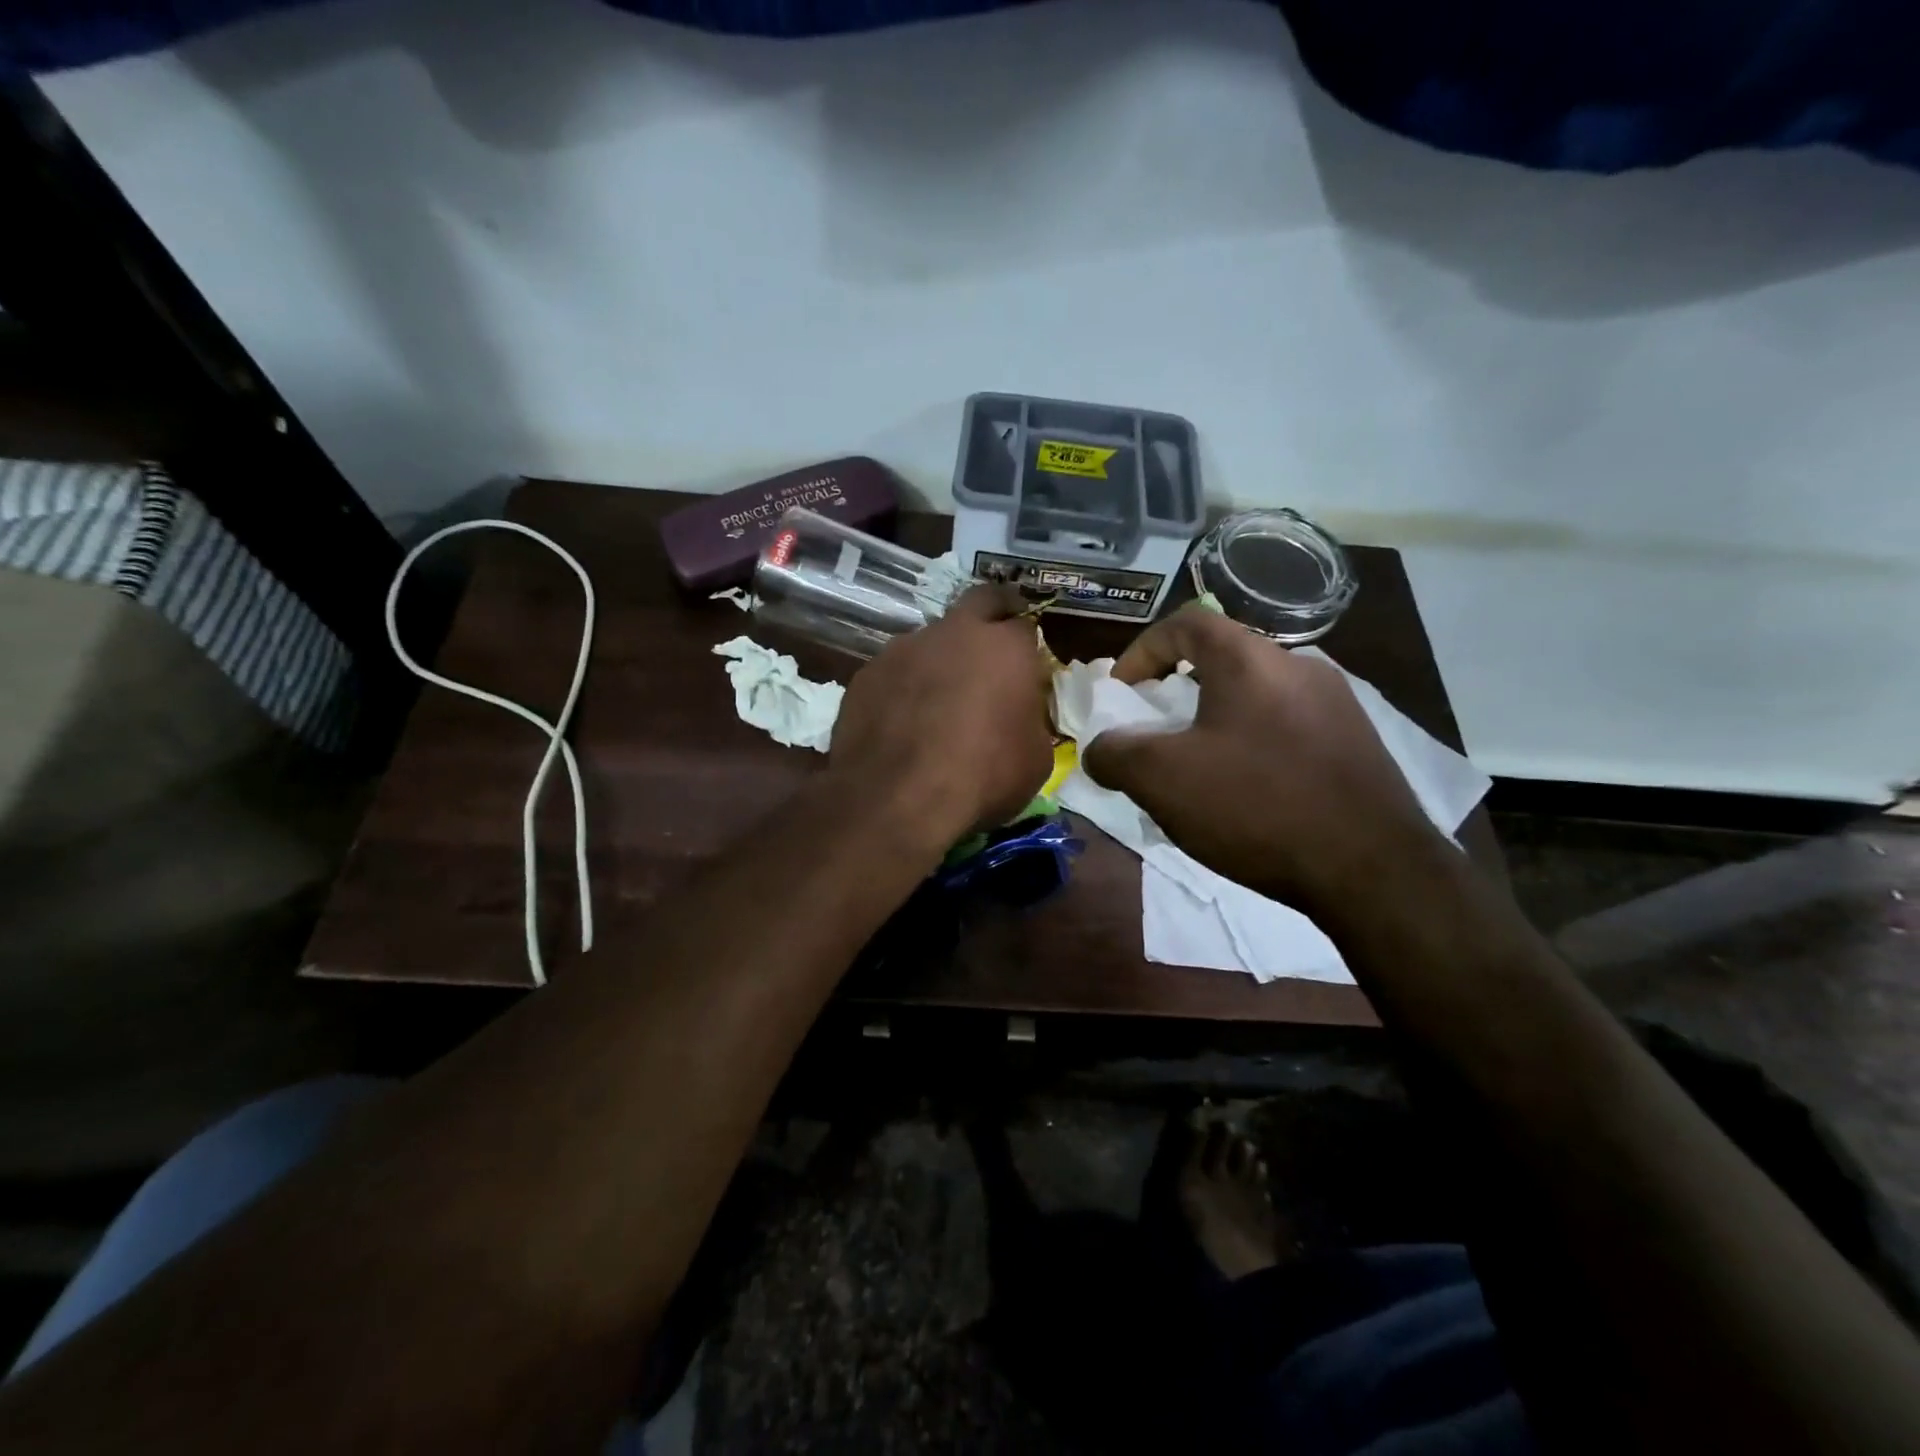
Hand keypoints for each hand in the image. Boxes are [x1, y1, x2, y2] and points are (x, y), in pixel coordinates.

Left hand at [831, 584, 1054, 839]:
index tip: (1027, 667)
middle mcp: (954, 632)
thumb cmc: (982, 778)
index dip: (1028, 646)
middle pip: (979, 601)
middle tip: (992, 647)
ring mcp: (904, 648)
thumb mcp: (1035, 759)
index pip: (1025, 625)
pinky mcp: (866, 673)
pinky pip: (894, 671)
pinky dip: (903, 687)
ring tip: (937, 700)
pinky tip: (901, 720)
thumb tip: (1020, 712)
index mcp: (1005, 647)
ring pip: (930, 639)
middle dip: (990, 616)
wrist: (898, 798)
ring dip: (939, 658)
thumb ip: (1030, 719)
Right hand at [1081, 606, 1449, 918]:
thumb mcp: (1161, 779)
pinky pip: (1287, 727)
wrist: (1373, 869)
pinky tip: (1248, 794)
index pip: (1185, 622)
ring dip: (1215, 722)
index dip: (1142, 650)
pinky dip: (1253, 745)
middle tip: (1156, 735)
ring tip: (1198, 772)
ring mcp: (1336, 704)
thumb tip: (1101, 750)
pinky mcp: (1358, 743)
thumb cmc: (1256, 806)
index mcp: (1250, 659)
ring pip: (1255, 697)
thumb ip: (1114, 754)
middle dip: (1177, 693)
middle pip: (1221, 661)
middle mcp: (1298, 666)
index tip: (1123, 693)